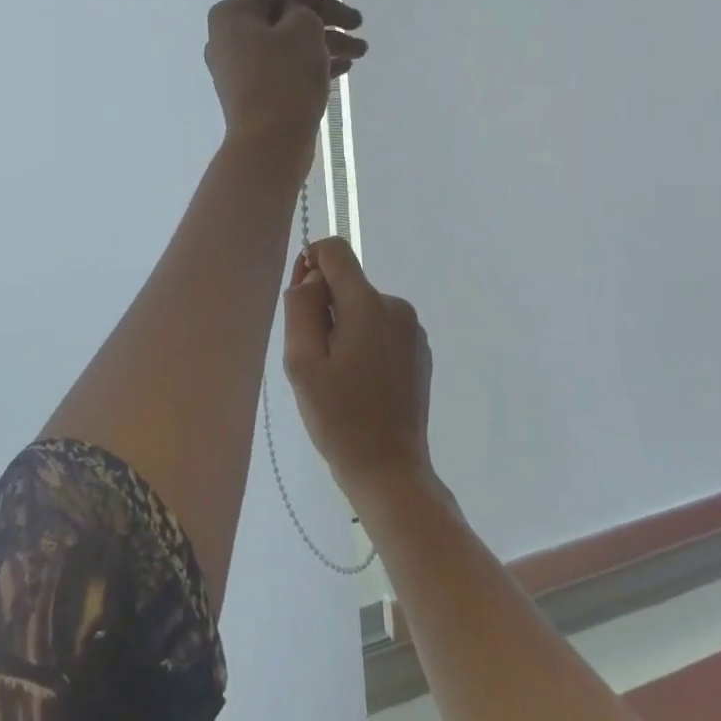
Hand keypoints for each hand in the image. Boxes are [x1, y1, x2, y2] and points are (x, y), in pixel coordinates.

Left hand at [205, 0, 365, 154]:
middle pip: (284, 11)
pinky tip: (344, 67)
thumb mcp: (302, 28)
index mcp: (233, 13)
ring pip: (288, 41)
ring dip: (326, 39)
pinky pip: (285, 66)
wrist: (269, 146)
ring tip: (361, 50)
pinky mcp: (255, 91)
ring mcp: (241, 67)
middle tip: (358, 22)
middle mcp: (230, 36)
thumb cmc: (284, 78)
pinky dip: (312, 62)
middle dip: (326, 13)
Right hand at [282, 236, 432, 496]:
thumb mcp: (302, 362)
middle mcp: (396, 306)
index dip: (310, 264)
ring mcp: (412, 329)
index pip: (336, 250)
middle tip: (316, 358)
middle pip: (348, 282)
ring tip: (339, 376)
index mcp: (367, 304)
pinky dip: (365, 342)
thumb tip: (312, 277)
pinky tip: (360, 383)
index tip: (301, 302)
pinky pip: (381, 327)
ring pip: (363, 307)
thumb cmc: (338, 417)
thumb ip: (301, 307)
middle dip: (325, 307)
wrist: (389, 470)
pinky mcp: (419, 350)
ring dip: (345, 327)